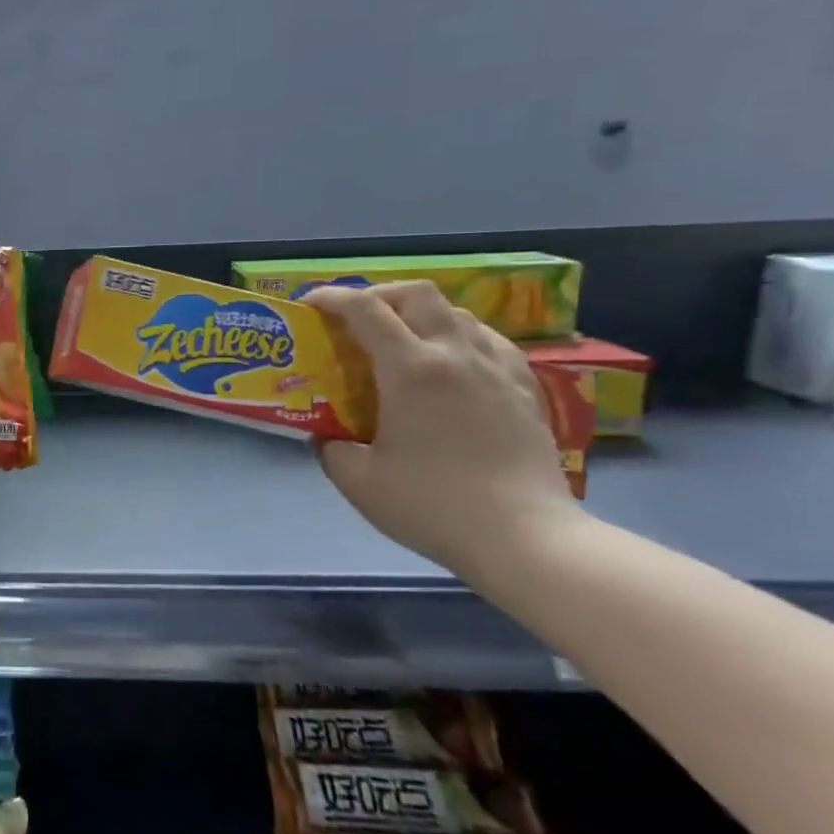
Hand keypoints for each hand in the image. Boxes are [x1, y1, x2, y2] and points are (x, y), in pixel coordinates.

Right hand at [304, 282, 584, 574]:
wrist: (526, 539)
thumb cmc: (432, 505)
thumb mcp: (358, 481)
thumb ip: (331, 448)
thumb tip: (326, 436)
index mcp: (411, 369)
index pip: (364, 309)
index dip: (330, 297)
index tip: (308, 305)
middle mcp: (456, 354)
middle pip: (417, 293)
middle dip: (379, 295)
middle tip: (356, 319)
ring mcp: (497, 369)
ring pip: (457, 313)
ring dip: (420, 315)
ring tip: (401, 342)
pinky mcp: (526, 389)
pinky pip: (489, 341)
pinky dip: (459, 338)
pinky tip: (450, 365)